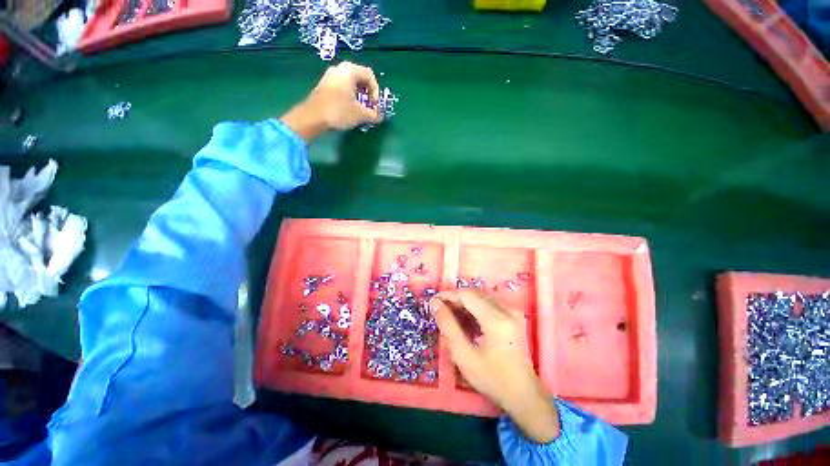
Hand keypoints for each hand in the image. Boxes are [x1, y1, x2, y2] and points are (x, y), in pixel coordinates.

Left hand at [280, 62, 381, 140]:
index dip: (376, 92)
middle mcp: (340, 68)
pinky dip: (349, 97)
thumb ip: (373, 115)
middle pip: (360, 79)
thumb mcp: (360, 114)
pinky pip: (342, 87)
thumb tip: (379, 117)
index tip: (374, 105)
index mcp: (350, 70)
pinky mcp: (324, 85)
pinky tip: (348, 110)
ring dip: (359, 97)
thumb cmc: (339, 111)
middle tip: (369, 108)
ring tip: (359, 111)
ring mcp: (330, 76)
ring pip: (351, 84)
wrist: (312, 116)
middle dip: (368, 94)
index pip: (370, 76)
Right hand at [431, 291, 559, 442]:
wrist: (522, 393)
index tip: (433, 301)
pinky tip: (464, 319)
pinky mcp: (512, 316)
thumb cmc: (491, 378)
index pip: (467, 295)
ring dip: (463, 302)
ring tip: (448, 314)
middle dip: (455, 298)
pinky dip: (473, 307)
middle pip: (474, 293)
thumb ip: (447, 326)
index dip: (448, 294)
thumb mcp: (463, 355)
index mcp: (495, 319)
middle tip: (439, 309)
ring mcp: (511, 312)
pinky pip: (488, 303)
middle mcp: (506, 309)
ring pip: (481, 297)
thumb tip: (435, 303)